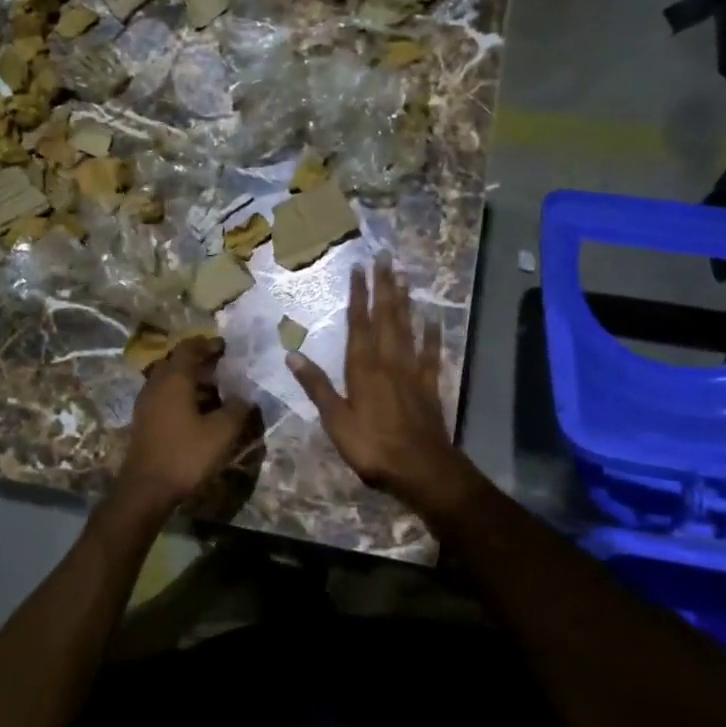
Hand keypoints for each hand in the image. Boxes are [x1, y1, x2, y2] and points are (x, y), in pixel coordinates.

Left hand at [113, 339, 254, 515]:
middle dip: (198, 360)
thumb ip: (236, 409)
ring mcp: (146, 402)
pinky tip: (196, 410)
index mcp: (174, 379)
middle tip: (220, 367)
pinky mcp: (143, 420)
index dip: (207, 344)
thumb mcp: (221, 432)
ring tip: (212, 389)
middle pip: (175, 361)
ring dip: (188, 378)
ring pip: (167, 379)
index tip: (225, 347)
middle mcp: (156, 384)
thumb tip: (245, 397)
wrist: (146, 489)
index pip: (188, 348)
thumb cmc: (185, 455)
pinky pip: (163, 395)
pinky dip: (179, 394)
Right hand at [287, 256, 467, 506]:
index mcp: (363, 367)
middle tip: (386, 257)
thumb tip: (292, 355)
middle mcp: (389, 361)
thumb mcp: (336, 420)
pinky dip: (433, 336)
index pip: (360, 323)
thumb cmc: (372, 446)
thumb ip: (316, 386)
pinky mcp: (430, 386)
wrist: (421, 469)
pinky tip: (434, 320)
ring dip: (405, 302)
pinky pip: (432, 354)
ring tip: (404, 276)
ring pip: (409, 328)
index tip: (359, 268)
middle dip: (385, 286)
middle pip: (387, 317)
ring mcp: (413, 371)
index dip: (359, 294)